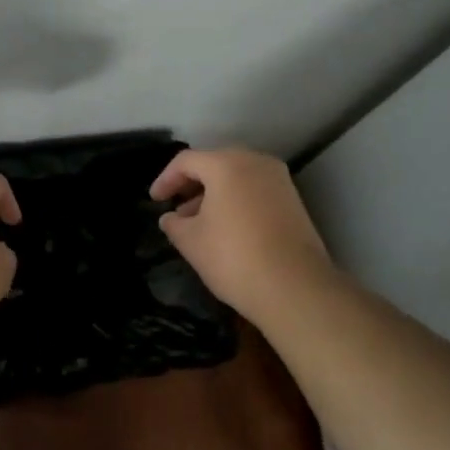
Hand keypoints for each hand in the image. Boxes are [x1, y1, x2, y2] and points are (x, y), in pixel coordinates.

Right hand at [150, 147, 335, 323]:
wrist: (295, 287)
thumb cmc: (233, 257)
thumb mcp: (190, 241)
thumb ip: (174, 224)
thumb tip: (170, 218)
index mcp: (226, 165)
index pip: (186, 161)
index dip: (165, 179)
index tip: (154, 201)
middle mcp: (255, 162)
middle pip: (214, 163)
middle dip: (192, 183)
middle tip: (176, 206)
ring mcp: (279, 180)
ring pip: (237, 176)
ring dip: (214, 193)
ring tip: (198, 221)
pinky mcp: (293, 200)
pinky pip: (255, 190)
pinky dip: (236, 200)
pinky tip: (226, 227)